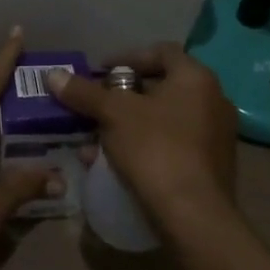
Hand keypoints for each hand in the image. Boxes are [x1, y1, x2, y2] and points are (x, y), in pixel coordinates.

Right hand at [47, 43, 236, 231]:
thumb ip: (84, 92)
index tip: (100, 72)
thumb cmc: (156, 149)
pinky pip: (173, 144)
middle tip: (97, 104)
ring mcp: (216, 136)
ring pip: (164, 119)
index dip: (127, 57)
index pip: (160, 52)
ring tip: (99, 137)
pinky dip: (146, 146)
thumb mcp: (113, 114)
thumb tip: (53, 75)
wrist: (194, 218)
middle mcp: (213, 100)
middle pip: (161, 86)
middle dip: (124, 95)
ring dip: (131, 123)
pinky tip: (117, 162)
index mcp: (196, 78)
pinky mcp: (212, 167)